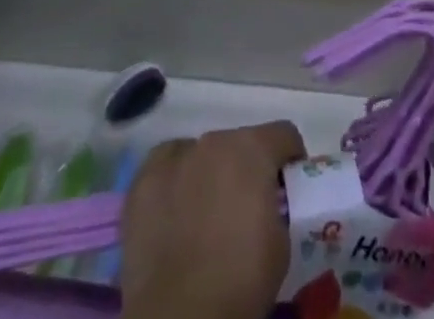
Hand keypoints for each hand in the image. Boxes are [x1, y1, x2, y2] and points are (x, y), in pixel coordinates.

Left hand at [120, 121, 305, 318]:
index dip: (290, 159)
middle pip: (239, 144)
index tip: (288, 186)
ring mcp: (175, 157)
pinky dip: (176, 182)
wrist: (179, 318)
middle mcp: (214, 140)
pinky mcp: (143, 180)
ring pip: (201, 155)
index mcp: (253, 149)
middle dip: (246, 170)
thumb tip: (266, 205)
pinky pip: (167, 167)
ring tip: (206, 215)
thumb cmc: (240, 282)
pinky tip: (175, 212)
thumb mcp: (281, 245)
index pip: (283, 134)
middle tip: (245, 209)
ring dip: (210, 175)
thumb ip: (276, 209)